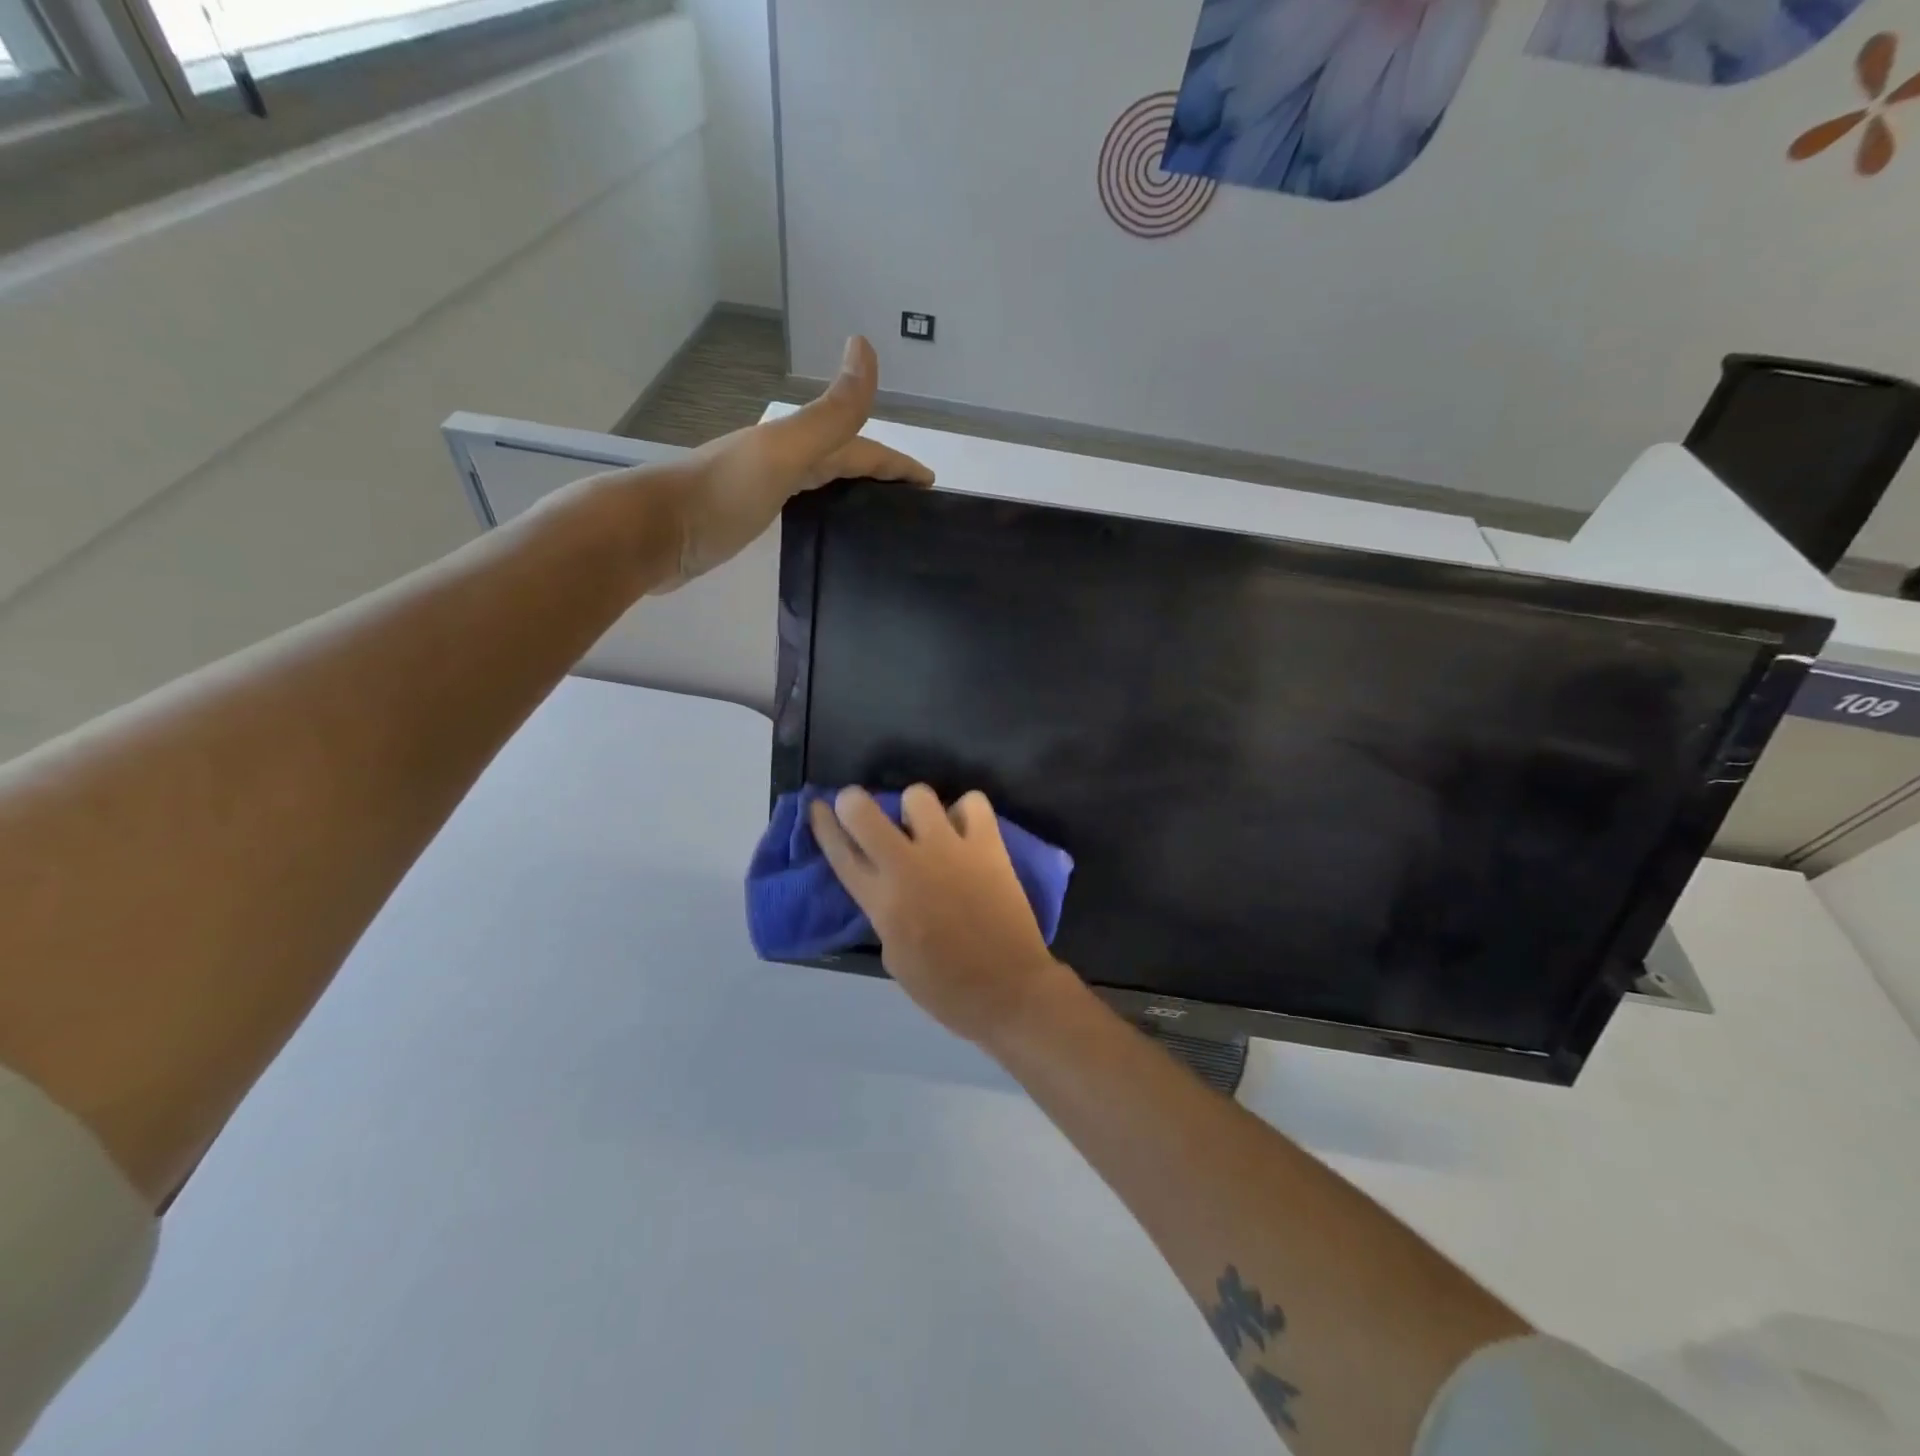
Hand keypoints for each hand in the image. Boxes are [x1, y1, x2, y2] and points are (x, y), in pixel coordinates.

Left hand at [644, 336, 931, 591]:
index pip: (858, 447)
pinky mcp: (746, 519)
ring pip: (819, 482)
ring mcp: (761, 488)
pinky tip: (825, 529)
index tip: (928, 483)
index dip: (895, 462)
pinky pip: (799, 507)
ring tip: (879, 516)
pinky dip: (822, 511)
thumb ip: (828, 413)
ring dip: (851, 489)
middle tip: (910, 501)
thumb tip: (865, 345)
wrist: (650, 533)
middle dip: (878, 472)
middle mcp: (780, 460)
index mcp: (794, 445)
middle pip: (840, 460)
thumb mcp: (783, 452)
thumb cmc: (719, 496)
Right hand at [809, 785, 1071, 1045]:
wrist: (1008, 990)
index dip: (824, 825)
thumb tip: (890, 886)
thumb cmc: (946, 988)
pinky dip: (967, 811)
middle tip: (864, 808)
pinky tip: (966, 829)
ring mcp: (949, 850)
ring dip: (916, 809)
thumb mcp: (894, 956)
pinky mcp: (987, 846)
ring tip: (928, 826)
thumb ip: (885, 912)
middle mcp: (907, 865)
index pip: (839, 852)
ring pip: (918, 796)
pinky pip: (973, 803)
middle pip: (863, 811)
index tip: (818, 806)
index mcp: (880, 900)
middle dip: (855, 802)